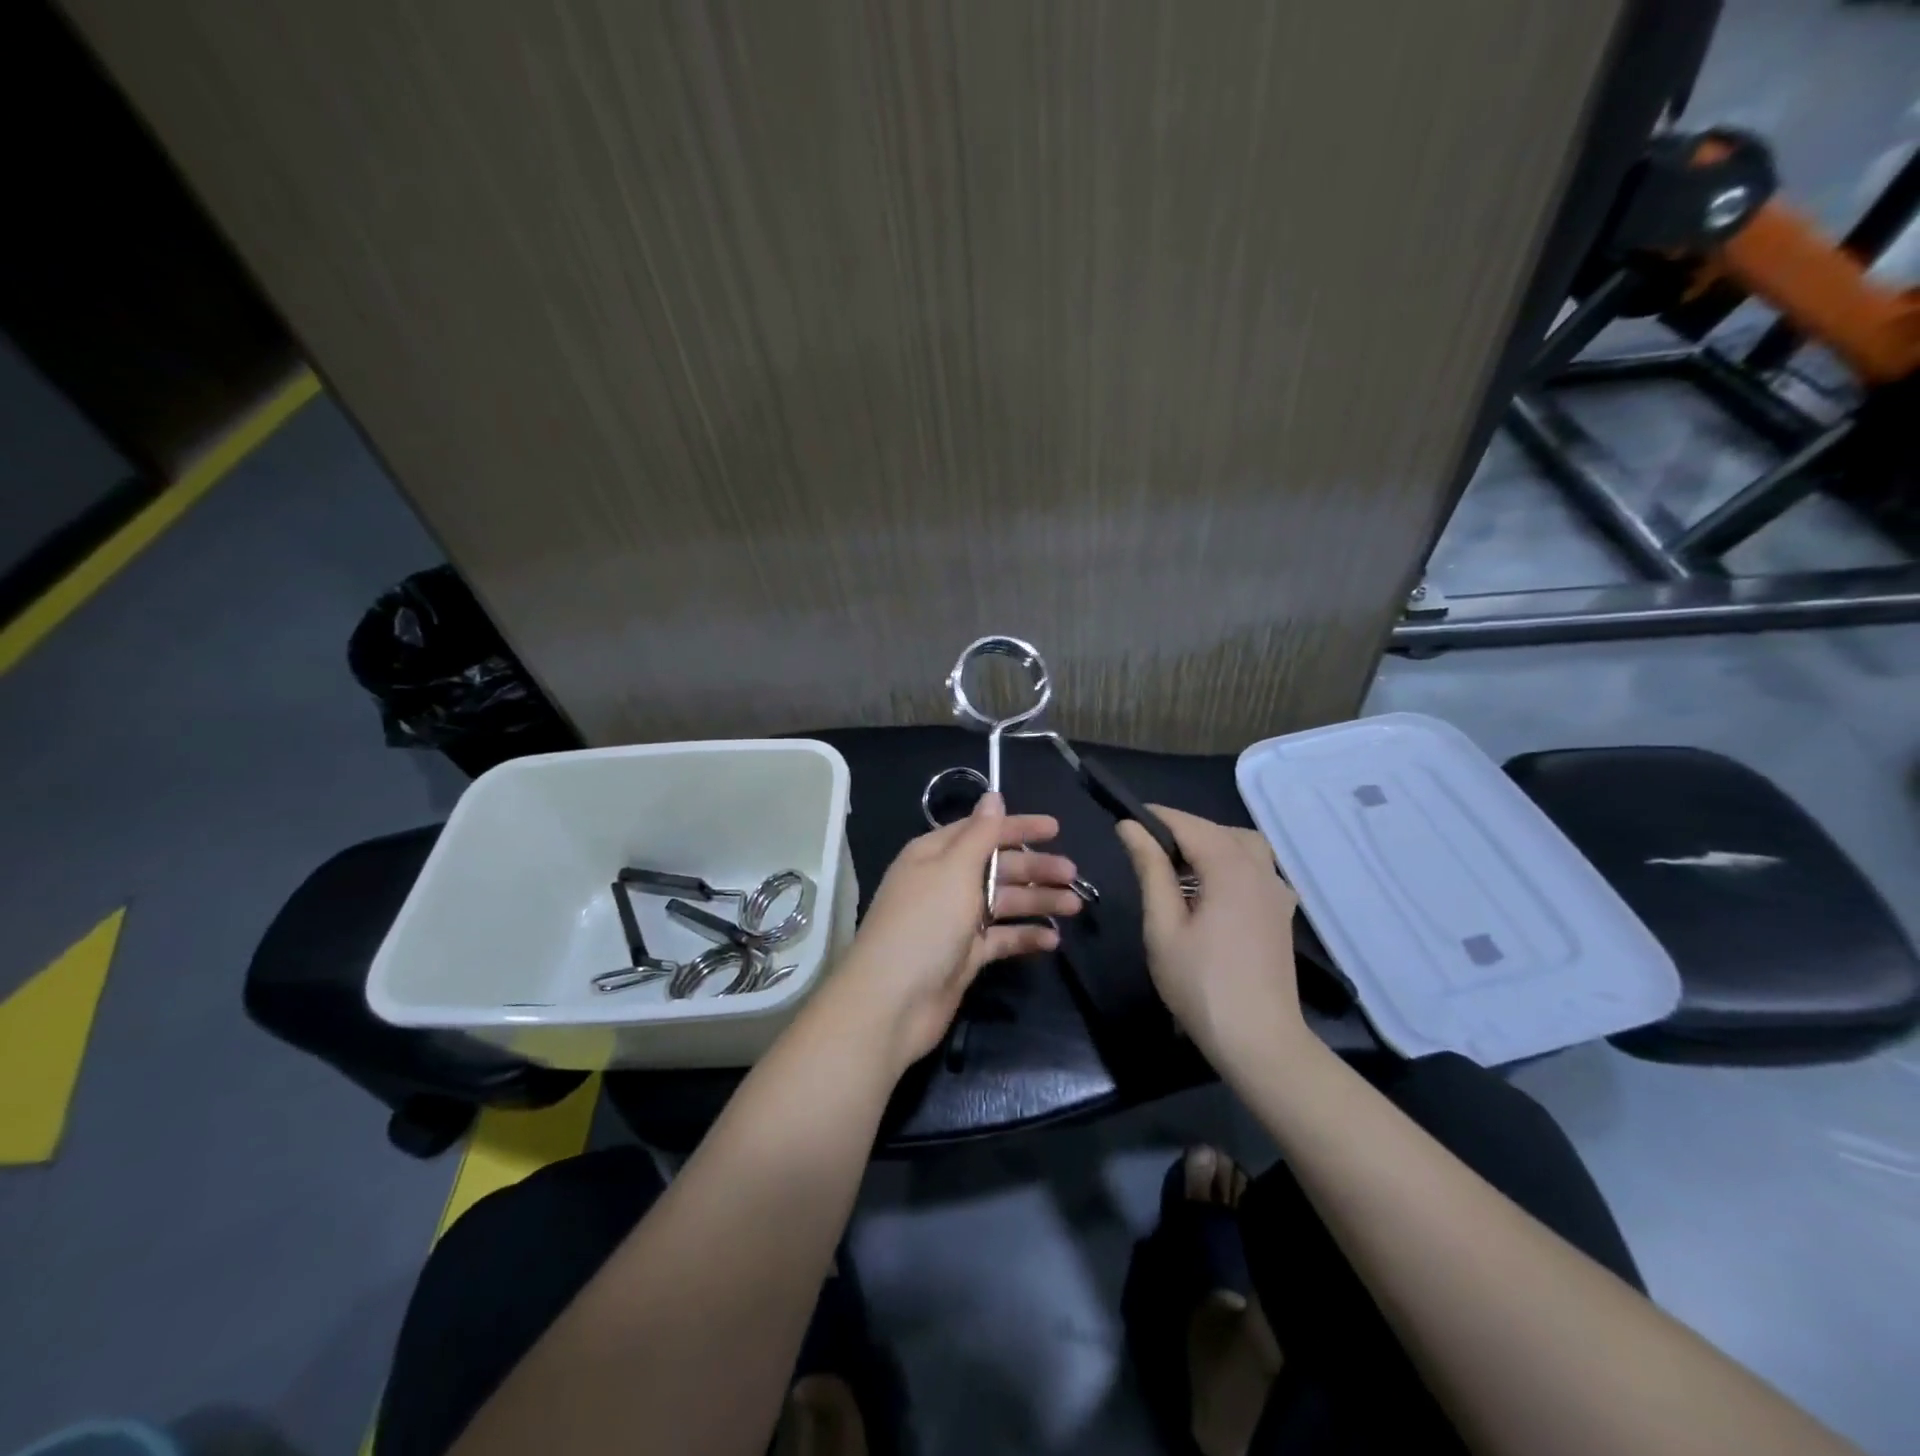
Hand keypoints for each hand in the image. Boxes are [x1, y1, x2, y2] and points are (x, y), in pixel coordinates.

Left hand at [824, 793, 1086, 1068]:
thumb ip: (980, 834)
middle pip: (996, 866)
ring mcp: (954, 921)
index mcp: (934, 855)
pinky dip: (1025, 936)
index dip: (1017, 827)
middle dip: (1034, 868)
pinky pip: (1001, 938)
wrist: (892, 1002)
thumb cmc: (924, 924)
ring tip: (1075, 906)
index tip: (1056, 828)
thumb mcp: (953, 870)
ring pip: (1003, 902)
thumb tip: (993, 796)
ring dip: (1037, 901)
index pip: (982, 831)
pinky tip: (1052, 939)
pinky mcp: (964, 955)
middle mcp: (944, 883)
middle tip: (1073, 874)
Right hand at [1117, 807, 1306, 1073]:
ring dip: (1211, 844)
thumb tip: (1131, 827)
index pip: (1190, 824)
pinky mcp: (1281, 914)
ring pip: (1245, 846)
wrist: (1259, 1042)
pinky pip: (1258, 869)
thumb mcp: (1163, 927)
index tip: (1124, 821)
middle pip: (1220, 830)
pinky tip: (1211, 890)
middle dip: (1182, 830)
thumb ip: (1150, 870)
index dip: (1156, 817)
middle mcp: (1261, 872)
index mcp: (1231, 870)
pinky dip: (1232, 864)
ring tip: (1177, 867)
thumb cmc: (1201, 985)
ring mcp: (1277, 893)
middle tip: (1146, 849)